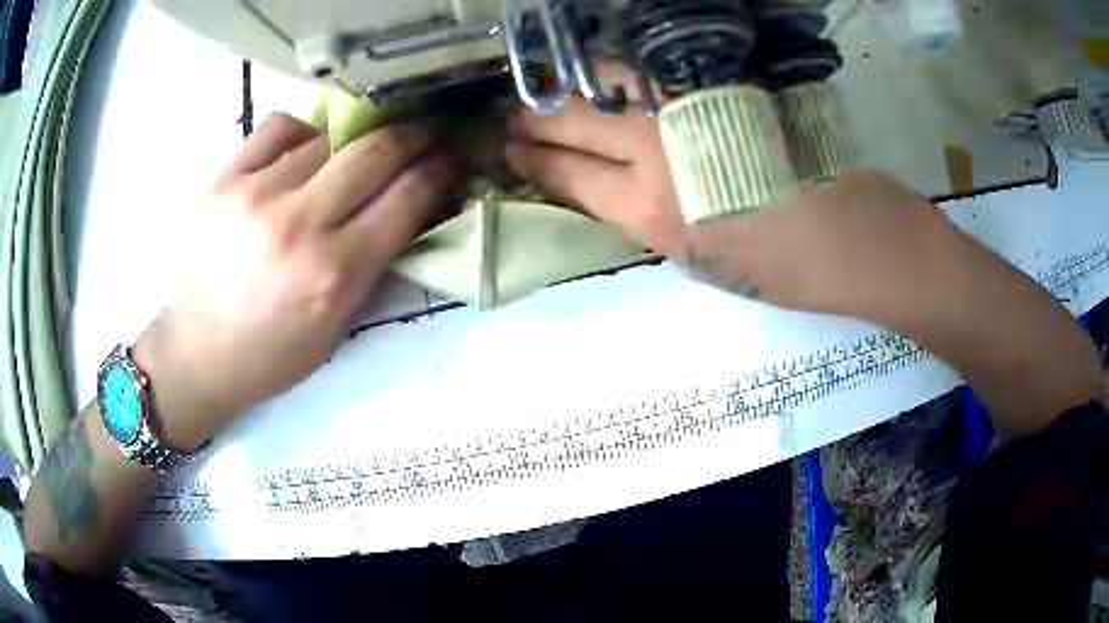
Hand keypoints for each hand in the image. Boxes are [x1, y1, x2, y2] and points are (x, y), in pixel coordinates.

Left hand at [136, 114, 457, 447]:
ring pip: (330, 136)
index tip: (452, 156)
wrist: (197, 352)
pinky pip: (281, 126)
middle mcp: (299, 224)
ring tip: (355, 153)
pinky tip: (306, 148)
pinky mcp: (224, 178)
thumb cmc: (270, 354)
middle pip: (376, 151)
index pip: (407, 198)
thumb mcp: (337, 328)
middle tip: (425, 133)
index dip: (440, 169)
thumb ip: (375, 265)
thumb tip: (410, 207)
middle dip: (413, 135)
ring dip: (356, 140)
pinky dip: (305, 130)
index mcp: (334, 274)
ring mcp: (257, 193)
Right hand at [504, 66, 956, 318]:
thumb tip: (611, 185)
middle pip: (573, 121)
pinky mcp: (722, 83)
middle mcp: (660, 150)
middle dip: (532, 119)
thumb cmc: (785, 270)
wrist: (857, 235)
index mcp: (652, 212)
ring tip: (547, 93)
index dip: (532, 159)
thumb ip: (647, 217)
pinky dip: (617, 75)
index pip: (566, 173)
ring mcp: (693, 107)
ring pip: (604, 83)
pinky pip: (650, 71)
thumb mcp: (700, 263)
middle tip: (510, 116)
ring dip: (567, 88)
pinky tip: (604, 80)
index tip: (509, 150)